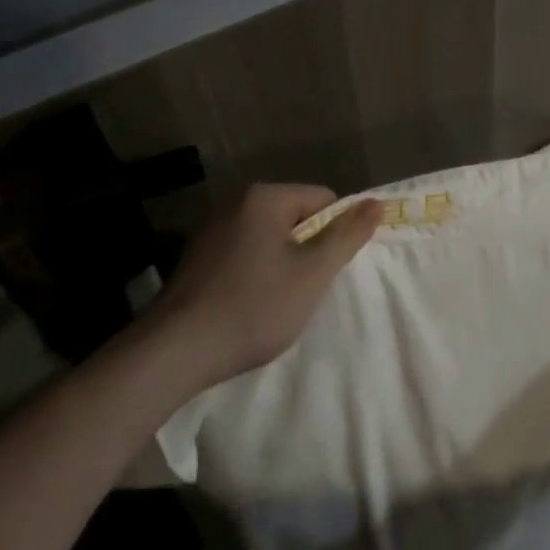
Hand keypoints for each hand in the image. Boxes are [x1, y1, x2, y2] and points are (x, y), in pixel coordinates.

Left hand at [142, 183, 381, 386]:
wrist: (173, 353)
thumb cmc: (252, 308)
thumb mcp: (312, 273)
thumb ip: (347, 235)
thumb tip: (377, 202)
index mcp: (264, 197)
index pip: (323, 200)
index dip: (333, 234)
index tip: (323, 270)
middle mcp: (235, 202)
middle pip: (295, 217)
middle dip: (306, 249)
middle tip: (301, 288)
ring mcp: (211, 229)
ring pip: (269, 237)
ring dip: (281, 263)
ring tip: (273, 301)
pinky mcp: (195, 257)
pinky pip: (243, 253)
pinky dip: (253, 273)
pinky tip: (246, 306)